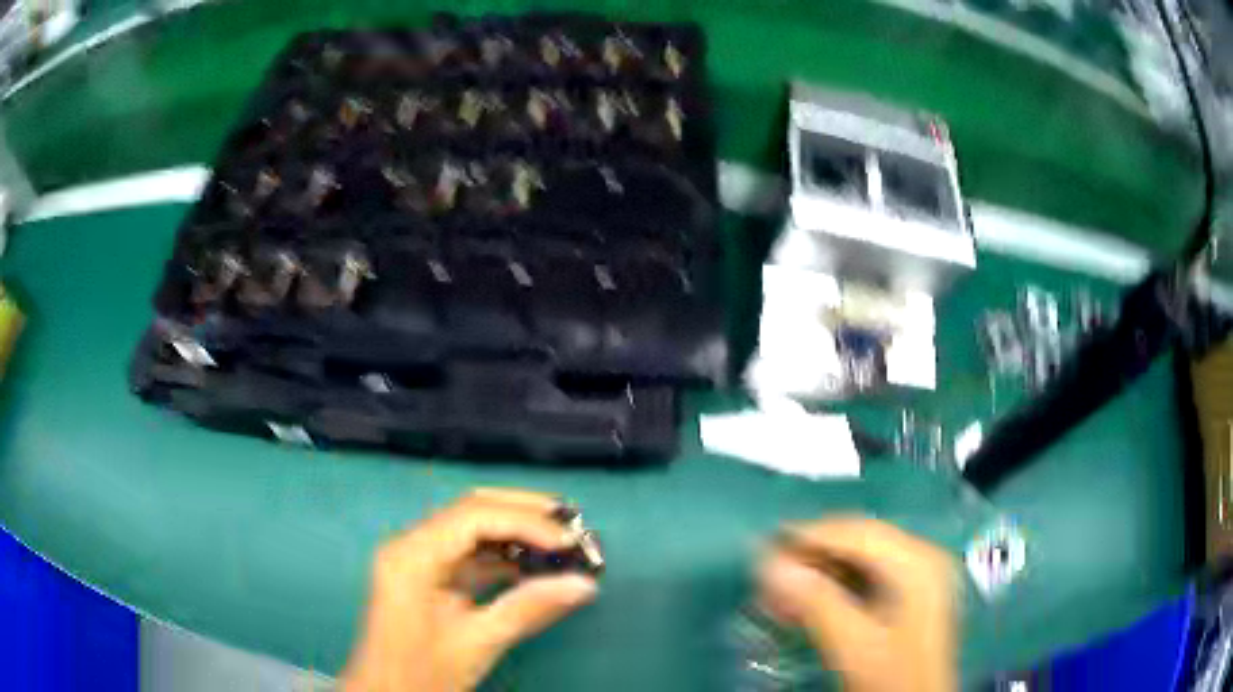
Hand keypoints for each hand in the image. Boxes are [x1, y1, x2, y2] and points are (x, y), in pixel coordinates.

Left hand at [342, 489, 598, 691]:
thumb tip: (584, 584)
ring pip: (471, 528)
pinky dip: (504, 555)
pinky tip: (535, 564)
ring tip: (560, 539)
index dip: (525, 522)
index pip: (472, 516)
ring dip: (516, 531)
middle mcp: (410, 545)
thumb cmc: (422, 673)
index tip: (569, 540)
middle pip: (470, 510)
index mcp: (412, 556)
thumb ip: (529, 608)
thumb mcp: (477, 643)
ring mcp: (417, 559)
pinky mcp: (427, 576)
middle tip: (572, 521)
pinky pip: (469, 552)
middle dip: (523, 513)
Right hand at [758, 518, 957, 691]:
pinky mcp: (907, 595)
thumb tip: (771, 566)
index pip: (858, 533)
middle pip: (859, 542)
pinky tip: (803, 603)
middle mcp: (921, 558)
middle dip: (811, 556)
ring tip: (778, 591)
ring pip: (858, 560)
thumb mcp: (854, 645)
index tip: (767, 546)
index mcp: (918, 562)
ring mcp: (917, 576)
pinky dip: (832, 588)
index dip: (811, 535)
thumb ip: (816, 603)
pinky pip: (864, 578)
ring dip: (817, 573)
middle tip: (768, 573)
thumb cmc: (892, 676)